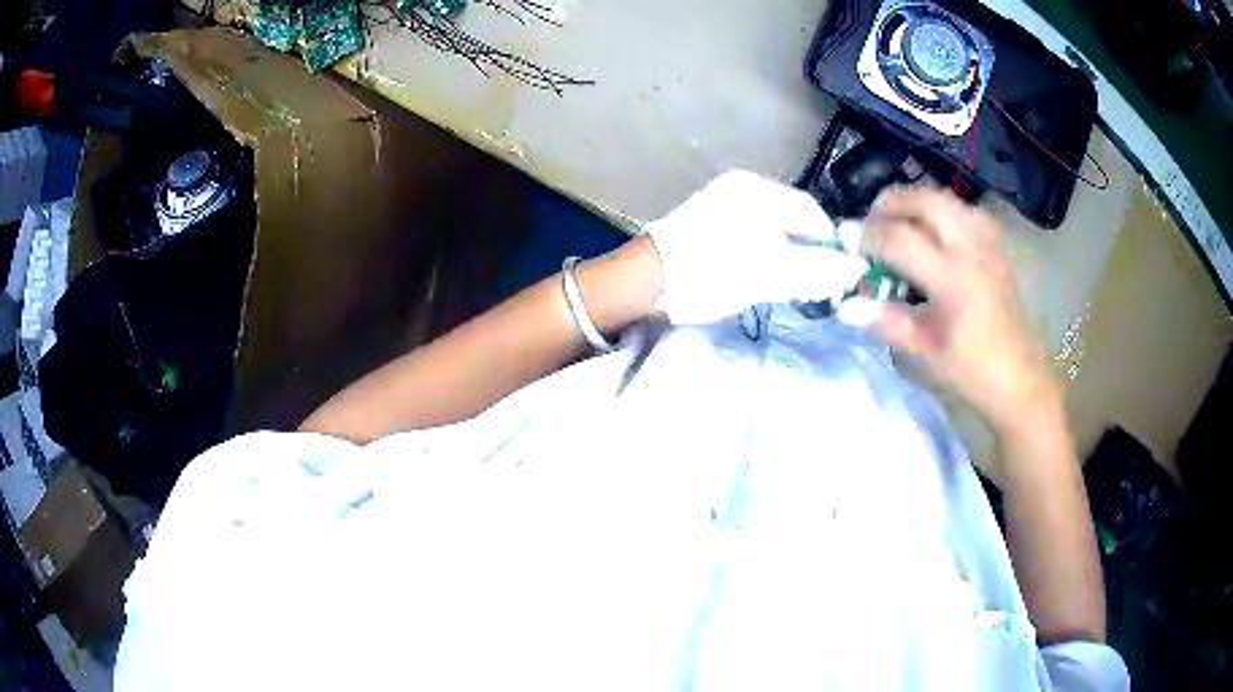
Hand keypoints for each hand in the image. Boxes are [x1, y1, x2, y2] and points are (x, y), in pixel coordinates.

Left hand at [645, 170, 867, 323]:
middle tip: (816, 286)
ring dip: (788, 258)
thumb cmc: (712, 272)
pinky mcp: (707, 225)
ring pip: (772, 230)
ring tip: (792, 287)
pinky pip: (751, 237)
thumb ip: (818, 268)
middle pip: (792, 220)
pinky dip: (765, 258)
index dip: (831, 244)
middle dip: (809, 253)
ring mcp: (721, 204)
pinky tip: (763, 279)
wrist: (645, 284)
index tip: (838, 275)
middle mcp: (740, 188)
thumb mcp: (772, 272)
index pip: (811, 212)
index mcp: (756, 190)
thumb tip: (857, 270)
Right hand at [861, 187, 1061, 438]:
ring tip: (899, 223)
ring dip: (916, 203)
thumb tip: (847, 307)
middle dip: (891, 203)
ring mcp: (988, 242)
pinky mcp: (996, 245)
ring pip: (946, 198)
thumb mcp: (926, 350)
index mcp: (953, 279)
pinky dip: (940, 212)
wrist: (1019, 376)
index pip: (900, 238)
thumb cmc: (972, 370)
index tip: (846, 240)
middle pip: (925, 200)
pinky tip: (933, 233)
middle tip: (871, 222)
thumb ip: (887, 321)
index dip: (867, 235)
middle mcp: (972, 249)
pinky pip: (963, 210)